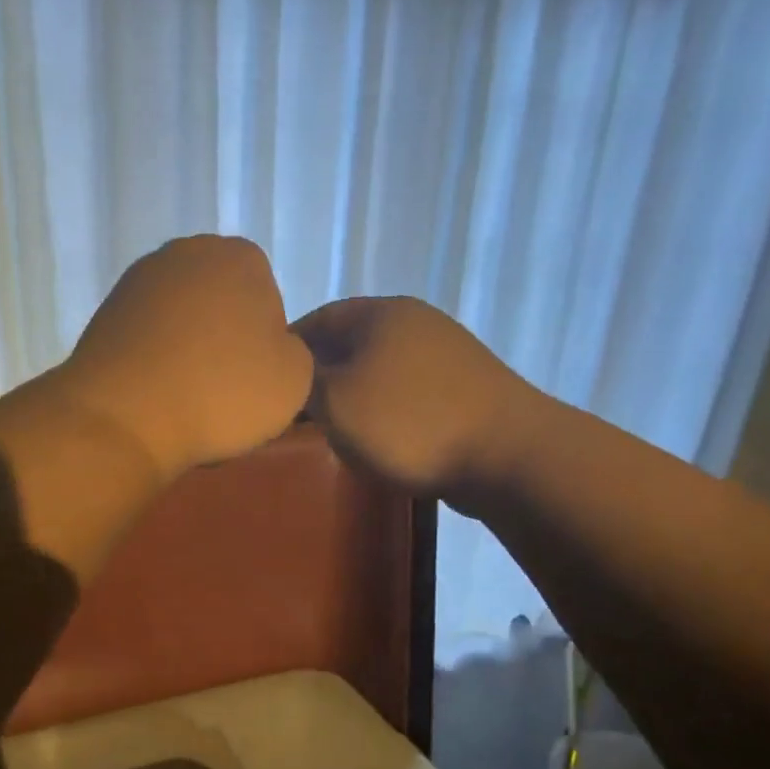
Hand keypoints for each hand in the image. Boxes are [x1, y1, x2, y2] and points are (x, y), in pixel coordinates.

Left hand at [54, 236, 312, 476]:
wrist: (126, 417)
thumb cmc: (222, 393)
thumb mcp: (294, 380)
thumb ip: (293, 352)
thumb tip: (268, 348)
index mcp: (242, 257)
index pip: (268, 300)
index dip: (265, 345)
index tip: (253, 379)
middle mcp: (187, 252)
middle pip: (221, 304)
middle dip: (224, 340)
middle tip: (222, 390)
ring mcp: (139, 280)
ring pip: (181, 321)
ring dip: (187, 352)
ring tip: (185, 398)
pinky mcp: (105, 312)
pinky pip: (147, 339)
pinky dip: (154, 362)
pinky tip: (155, 396)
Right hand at [294, 296, 541, 510]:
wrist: (505, 454)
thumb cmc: (409, 423)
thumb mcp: (336, 402)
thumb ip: (301, 383)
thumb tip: (286, 374)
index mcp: (380, 313)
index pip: (316, 319)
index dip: (285, 350)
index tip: (264, 384)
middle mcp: (414, 322)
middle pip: (348, 343)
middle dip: (317, 375)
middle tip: (292, 411)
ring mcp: (444, 354)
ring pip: (377, 369)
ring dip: (350, 395)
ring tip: (330, 429)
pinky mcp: (463, 388)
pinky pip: (405, 392)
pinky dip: (382, 411)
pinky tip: (376, 439)